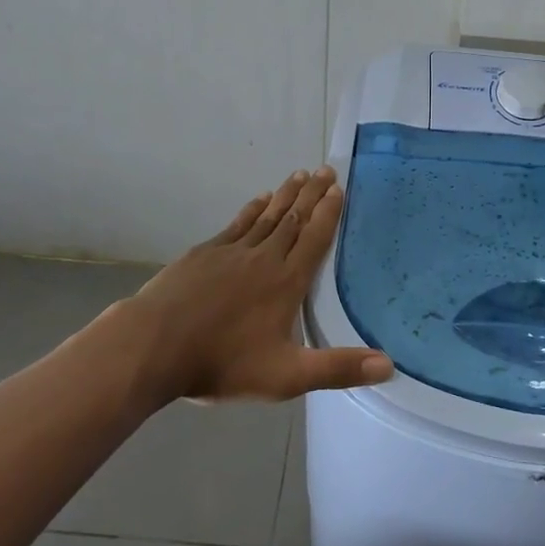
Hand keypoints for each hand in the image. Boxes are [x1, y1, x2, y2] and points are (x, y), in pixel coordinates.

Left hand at [109, 166, 392, 403]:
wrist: (154, 345)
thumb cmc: (223, 362)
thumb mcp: (287, 376)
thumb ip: (337, 368)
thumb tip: (390, 365)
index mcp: (287, 282)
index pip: (315, 239)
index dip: (329, 213)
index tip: (340, 188)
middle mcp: (264, 258)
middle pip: (294, 219)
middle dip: (312, 194)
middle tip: (326, 169)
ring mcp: (232, 252)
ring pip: (267, 216)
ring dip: (286, 195)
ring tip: (299, 175)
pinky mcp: (205, 253)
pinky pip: (237, 223)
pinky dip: (252, 208)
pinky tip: (259, 199)